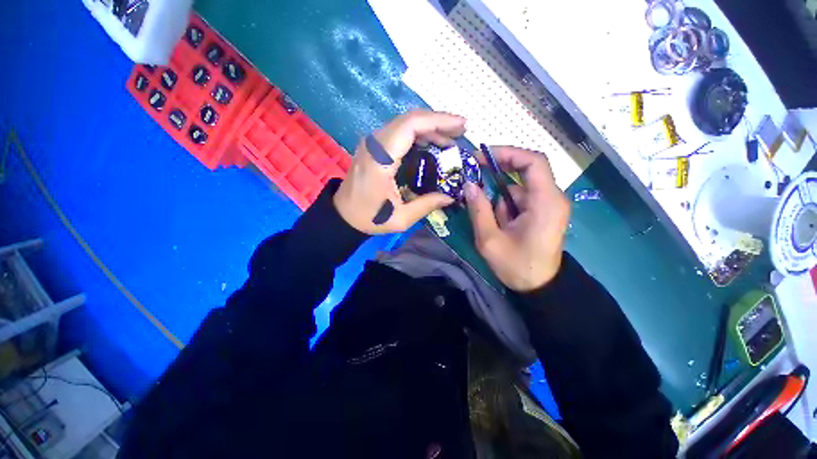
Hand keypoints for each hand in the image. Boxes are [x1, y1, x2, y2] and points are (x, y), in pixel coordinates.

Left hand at [334, 110, 464, 233]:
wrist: (343, 215)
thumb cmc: (370, 218)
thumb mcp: (401, 218)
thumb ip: (427, 205)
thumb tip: (451, 196)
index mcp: (380, 161)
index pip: (410, 126)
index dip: (438, 121)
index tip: (461, 125)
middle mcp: (374, 145)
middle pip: (409, 119)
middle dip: (438, 122)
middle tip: (460, 131)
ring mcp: (371, 143)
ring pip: (404, 123)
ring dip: (429, 127)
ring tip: (450, 139)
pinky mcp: (373, 146)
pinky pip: (398, 131)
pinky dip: (418, 133)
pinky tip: (431, 143)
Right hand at [464, 146, 570, 291]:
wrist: (540, 288)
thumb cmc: (517, 266)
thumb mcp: (490, 240)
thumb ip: (478, 210)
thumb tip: (468, 184)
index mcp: (545, 202)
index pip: (533, 162)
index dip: (507, 153)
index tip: (482, 157)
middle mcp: (552, 198)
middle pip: (526, 170)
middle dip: (498, 169)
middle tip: (474, 172)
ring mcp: (548, 204)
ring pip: (519, 187)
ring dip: (498, 195)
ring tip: (487, 215)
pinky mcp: (542, 212)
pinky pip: (520, 198)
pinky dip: (504, 204)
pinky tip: (496, 221)